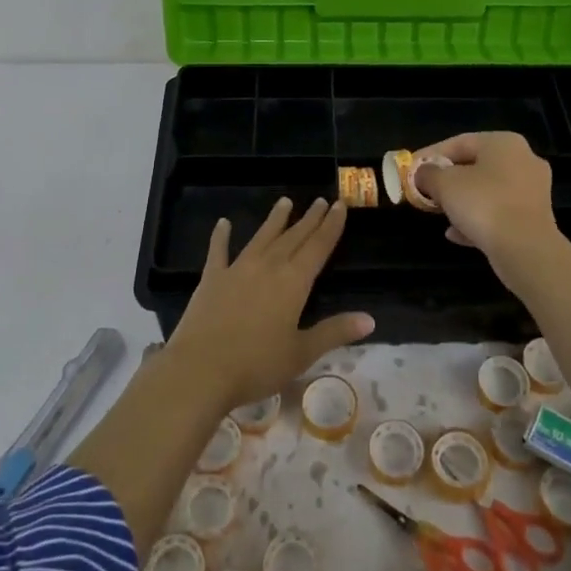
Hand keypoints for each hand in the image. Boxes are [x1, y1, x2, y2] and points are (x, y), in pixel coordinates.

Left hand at [166, 197, 371, 410]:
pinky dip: (221, 236)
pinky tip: (223, 223)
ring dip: (274, 220)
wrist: (200, 370)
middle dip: (309, 219)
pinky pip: (218, 251)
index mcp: (293, 282)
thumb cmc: (256, 365)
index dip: (331, 226)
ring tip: (284, 202)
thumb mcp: (302, 353)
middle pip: (293, 237)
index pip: (318, 247)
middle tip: (320, 200)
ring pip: (261, 237)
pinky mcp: (211, 279)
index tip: (339, 205)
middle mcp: (267, 267)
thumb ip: (334, 332)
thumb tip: (370, 319)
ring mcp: (237, 269)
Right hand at [414, 132, 562, 269]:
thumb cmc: (483, 204)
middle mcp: (523, 160)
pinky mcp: (535, 218)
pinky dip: (478, 220)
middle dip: (447, 180)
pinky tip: (456, 234)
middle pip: (475, 166)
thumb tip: (422, 173)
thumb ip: (428, 174)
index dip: (430, 155)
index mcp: (504, 142)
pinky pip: (499, 214)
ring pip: (487, 191)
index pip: (459, 142)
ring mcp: (533, 191)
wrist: (525, 249)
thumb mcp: (444, 184)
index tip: (410, 169)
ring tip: (439, 213)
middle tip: (425, 190)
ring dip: (462, 201)